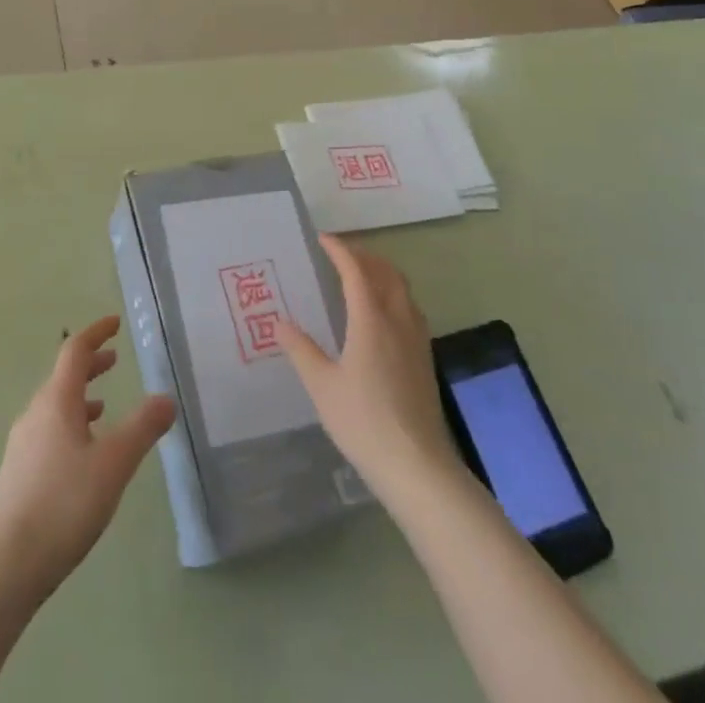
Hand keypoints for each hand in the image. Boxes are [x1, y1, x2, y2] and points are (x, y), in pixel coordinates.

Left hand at [0, 316, 175, 598]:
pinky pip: (48, 431)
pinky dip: (70, 424)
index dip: (96, 333)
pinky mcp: (18, 473)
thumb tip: (167, 398)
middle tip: (114, 361)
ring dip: (80, 396)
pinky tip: (81, 454)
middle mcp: (35, 414)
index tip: (115, 323)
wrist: (5, 566)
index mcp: (56, 401)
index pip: (75, 351)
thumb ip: (142, 428)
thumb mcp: (113, 464)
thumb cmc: (63, 505)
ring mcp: (22, 444)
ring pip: (54, 406)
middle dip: (90, 365)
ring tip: (103, 406)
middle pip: (63, 377)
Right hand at [277, 235, 463, 501]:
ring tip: (360, 276)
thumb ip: (301, 350)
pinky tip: (381, 315)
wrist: (417, 466)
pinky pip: (410, 309)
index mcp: (371, 319)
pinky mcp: (424, 358)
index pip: (356, 270)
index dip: (340, 250)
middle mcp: (398, 320)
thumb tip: (280, 323)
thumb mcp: (322, 386)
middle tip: (340, 254)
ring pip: (402, 289)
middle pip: (386, 272)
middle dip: (364, 256)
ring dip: (382, 273)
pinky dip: (393, 294)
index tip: (322, 239)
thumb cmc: (363, 422)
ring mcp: (416, 339)